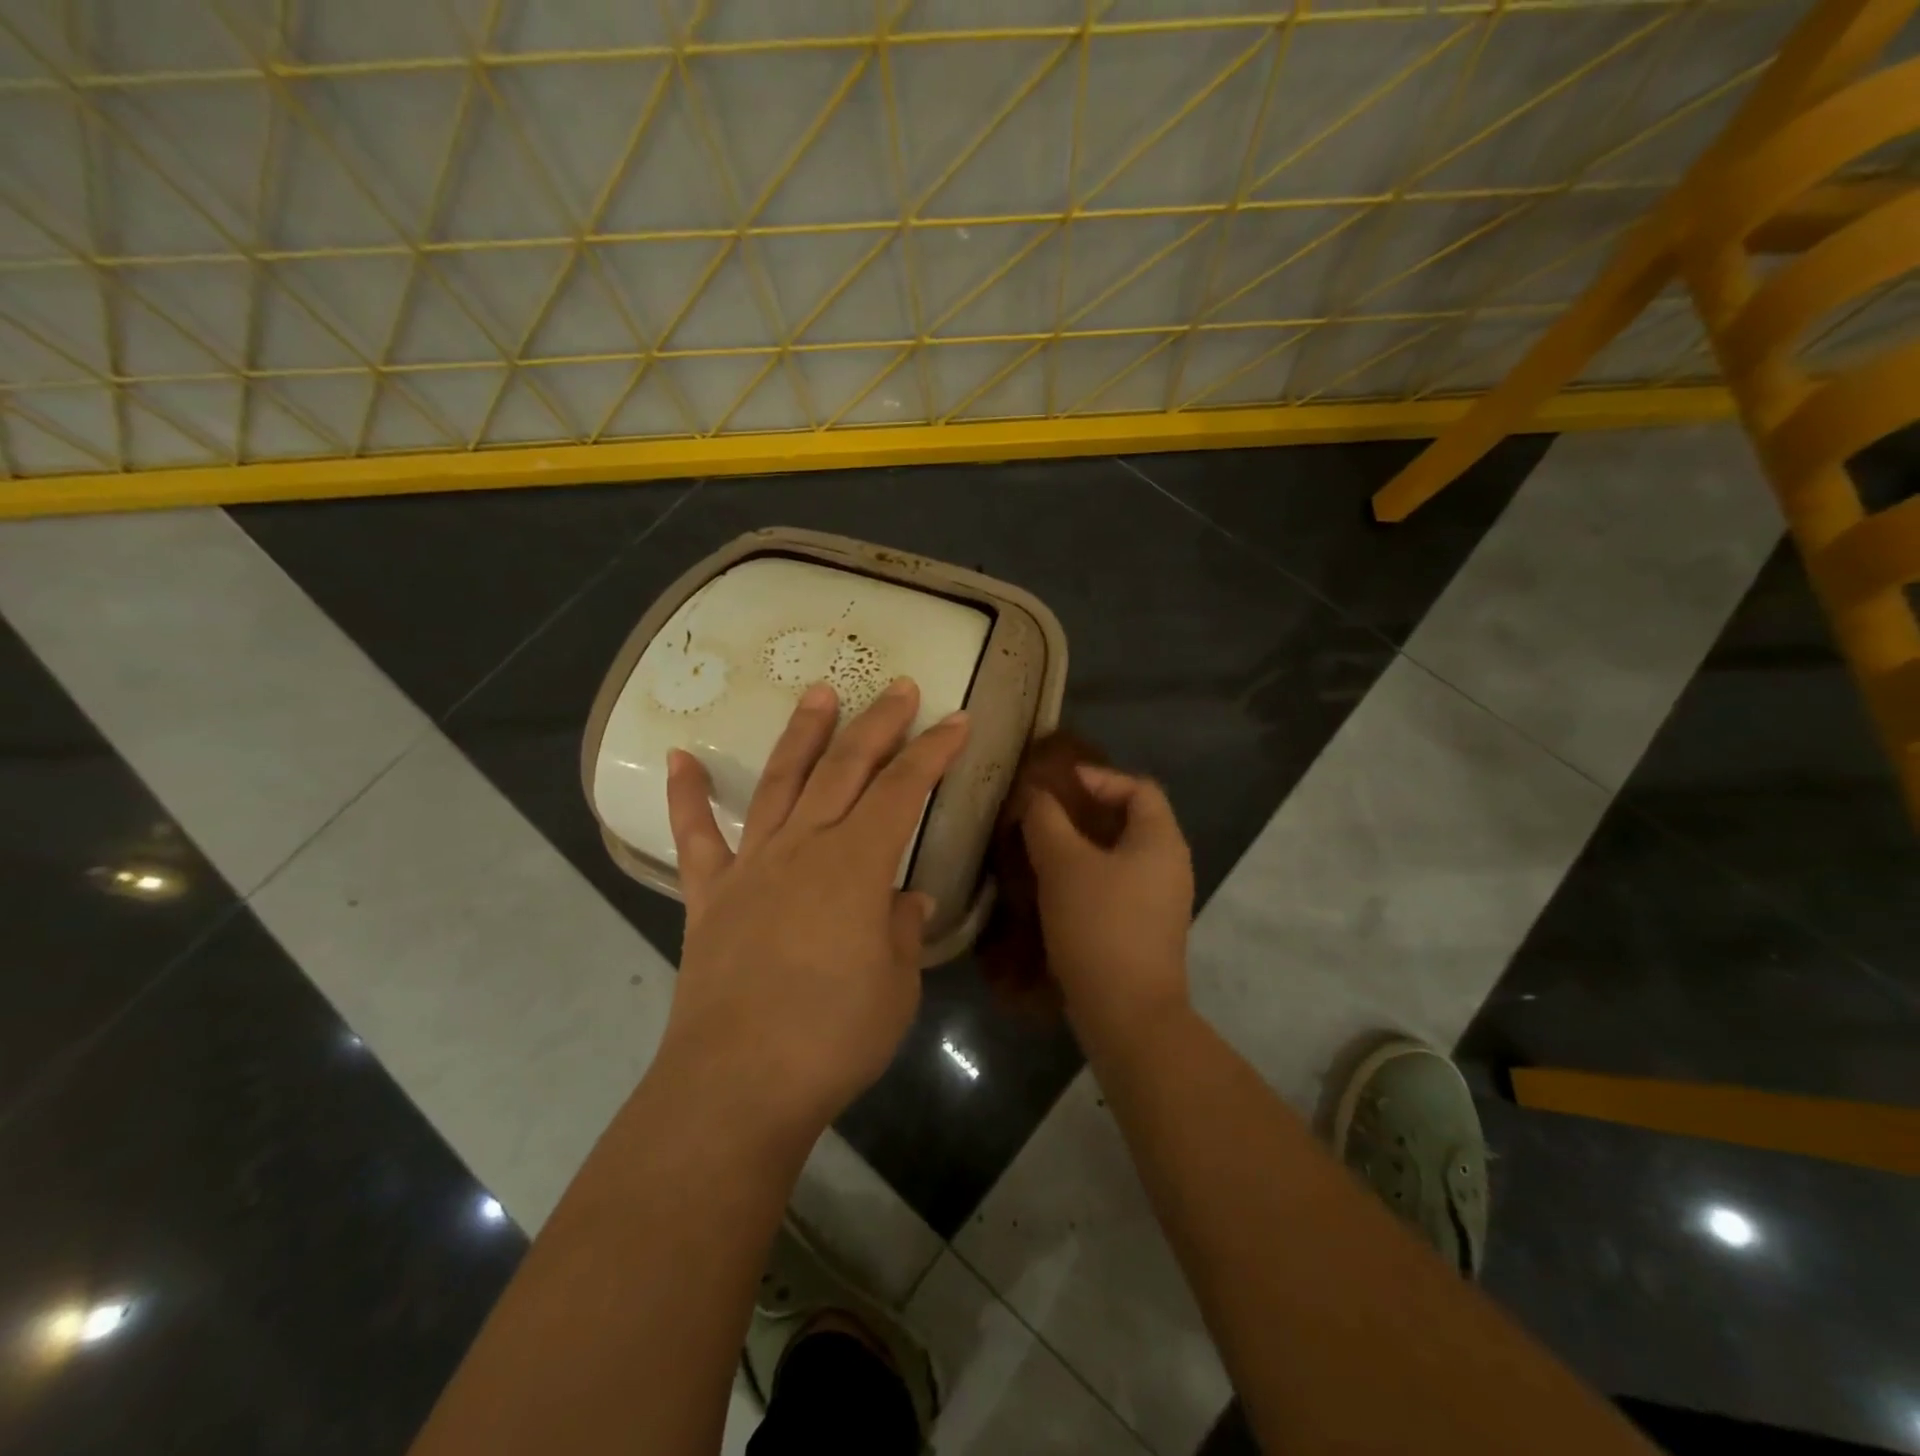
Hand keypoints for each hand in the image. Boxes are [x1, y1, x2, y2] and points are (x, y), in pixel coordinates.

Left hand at [658, 677, 969, 1142]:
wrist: (738, 1084)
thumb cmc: (833, 1036)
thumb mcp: (896, 986)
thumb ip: (901, 930)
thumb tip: (905, 898)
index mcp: (857, 865)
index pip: (903, 790)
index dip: (933, 752)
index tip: (957, 720)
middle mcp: (804, 847)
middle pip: (845, 769)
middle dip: (878, 724)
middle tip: (898, 688)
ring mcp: (751, 865)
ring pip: (780, 782)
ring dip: (803, 735)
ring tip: (818, 693)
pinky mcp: (709, 894)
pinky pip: (696, 836)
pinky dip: (685, 796)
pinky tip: (679, 758)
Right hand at [1020, 765, 1194, 1060]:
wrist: (1127, 1013)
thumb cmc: (1099, 925)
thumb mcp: (1063, 864)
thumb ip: (1046, 820)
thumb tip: (1036, 796)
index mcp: (1161, 840)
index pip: (1138, 787)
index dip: (1099, 777)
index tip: (1058, 784)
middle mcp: (1170, 865)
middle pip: (1131, 821)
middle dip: (1086, 812)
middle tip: (1044, 814)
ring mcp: (1162, 901)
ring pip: (1121, 856)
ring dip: (1083, 847)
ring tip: (1041, 848)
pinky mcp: (1146, 929)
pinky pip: (1117, 885)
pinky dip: (1088, 876)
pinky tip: (1054, 888)